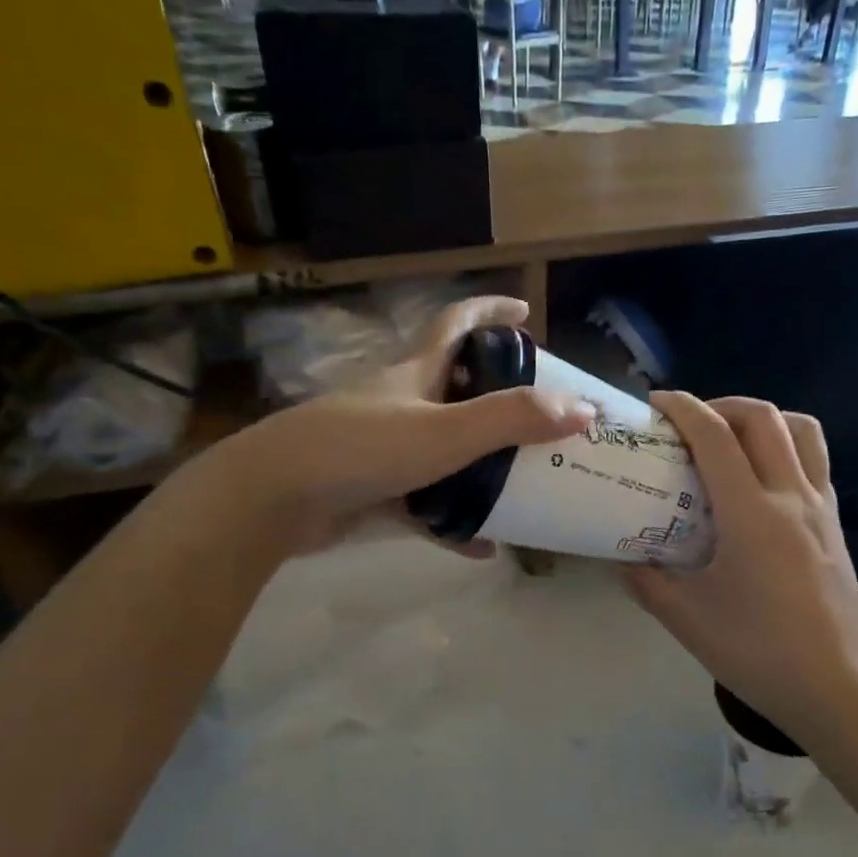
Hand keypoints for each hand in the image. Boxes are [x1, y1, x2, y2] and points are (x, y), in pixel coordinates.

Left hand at [210, 296, 592, 556]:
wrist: (274, 499)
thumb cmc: (362, 448)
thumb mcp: (446, 431)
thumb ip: (513, 419)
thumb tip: (583, 410)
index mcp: (416, 373)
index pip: (457, 323)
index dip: (490, 311)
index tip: (524, 312)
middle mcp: (402, 403)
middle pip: (458, 387)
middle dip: (500, 395)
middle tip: (542, 416)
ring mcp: (385, 447)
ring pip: (446, 448)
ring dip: (483, 463)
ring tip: (526, 480)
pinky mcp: (373, 489)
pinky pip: (426, 503)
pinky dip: (454, 520)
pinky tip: (484, 545)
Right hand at [621, 394, 857, 748]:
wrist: (836, 688)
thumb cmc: (758, 653)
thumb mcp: (686, 618)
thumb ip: (645, 580)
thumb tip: (618, 556)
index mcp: (752, 514)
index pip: (716, 436)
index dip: (684, 408)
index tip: (656, 404)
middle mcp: (792, 497)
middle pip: (764, 418)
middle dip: (721, 405)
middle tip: (690, 424)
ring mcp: (821, 508)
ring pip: (802, 431)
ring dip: (763, 420)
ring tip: (732, 441)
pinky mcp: (835, 525)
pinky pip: (815, 463)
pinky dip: (786, 450)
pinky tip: (761, 484)